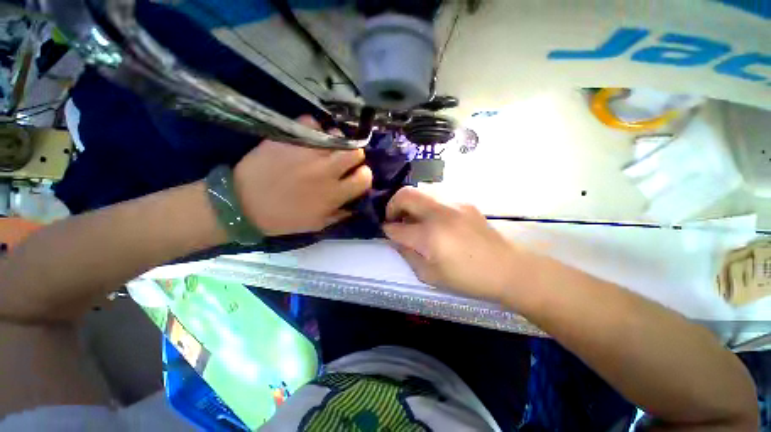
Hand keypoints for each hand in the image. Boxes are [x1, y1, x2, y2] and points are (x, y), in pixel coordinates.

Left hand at [234, 116, 372, 235]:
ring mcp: (307, 151)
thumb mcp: (317, 224)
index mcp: (334, 193)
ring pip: (336, 135)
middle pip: (356, 152)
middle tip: (343, 161)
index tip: (356, 176)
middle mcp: (326, 170)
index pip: (365, 177)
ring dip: (335, 142)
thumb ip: (341, 214)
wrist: (243, 204)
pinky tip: (308, 139)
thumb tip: (356, 203)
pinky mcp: (289, 138)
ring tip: (325, 149)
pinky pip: (311, 122)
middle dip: (354, 156)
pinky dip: (313, 129)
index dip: (364, 176)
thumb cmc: (283, 218)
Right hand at [383, 187, 524, 302]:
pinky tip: (433, 219)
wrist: (507, 268)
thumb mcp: (430, 276)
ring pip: (420, 190)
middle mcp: (439, 213)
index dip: (387, 229)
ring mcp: (453, 203)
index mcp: (429, 236)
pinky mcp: (464, 202)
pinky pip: (437, 196)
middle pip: (405, 195)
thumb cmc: (467, 278)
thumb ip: (408, 255)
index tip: (386, 231)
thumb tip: (397, 239)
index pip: (396, 227)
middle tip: (394, 219)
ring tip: (413, 218)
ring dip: (410, 202)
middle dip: (392, 205)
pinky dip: (426, 204)